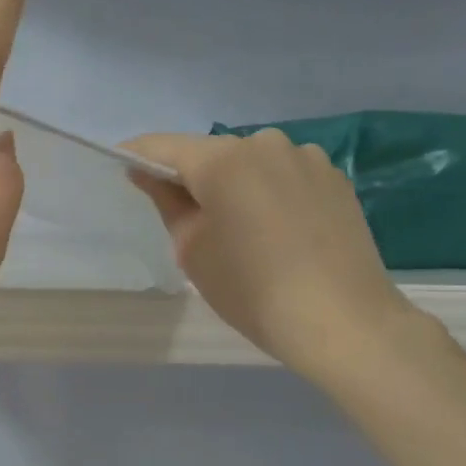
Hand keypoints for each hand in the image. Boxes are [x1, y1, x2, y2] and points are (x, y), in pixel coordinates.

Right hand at [125, 130, 425, 388]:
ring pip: (250, 162)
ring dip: (233, 183)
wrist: (341, 321)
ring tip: (238, 227)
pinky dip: (268, 192)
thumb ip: (167, 202)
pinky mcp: (334, 177)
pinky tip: (276, 230)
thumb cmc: (251, 290)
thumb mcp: (192, 249)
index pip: (163, 146)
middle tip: (184, 216)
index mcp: (222, 160)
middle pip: (210, 152)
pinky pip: (283, 175)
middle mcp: (264, 144)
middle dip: (190, 176)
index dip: (137, 156)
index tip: (124, 171)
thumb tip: (148, 174)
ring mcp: (306, 157)